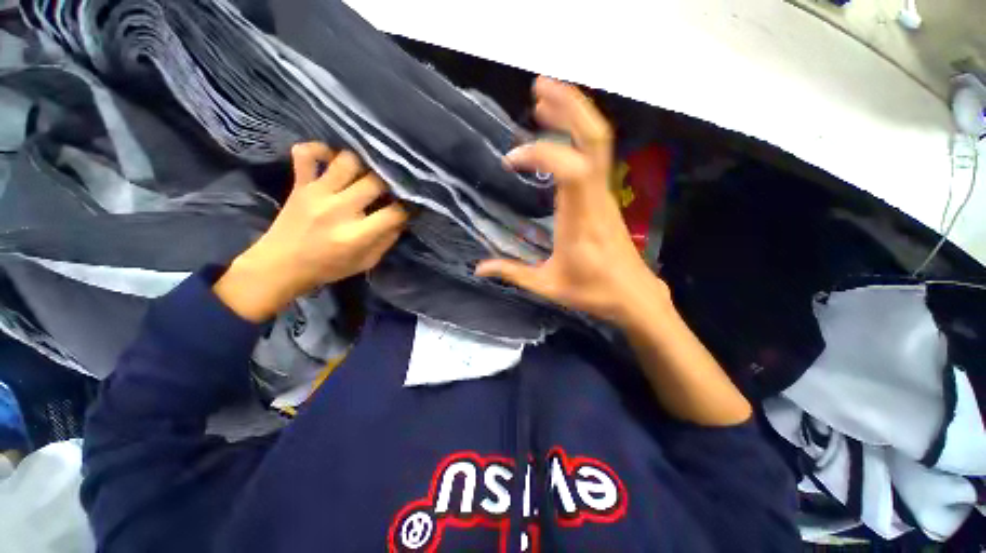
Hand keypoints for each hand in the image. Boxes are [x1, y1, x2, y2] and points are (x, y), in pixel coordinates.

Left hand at [215, 143, 407, 321]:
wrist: (279, 266)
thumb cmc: (322, 268)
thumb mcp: (360, 265)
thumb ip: (384, 242)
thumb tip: (401, 218)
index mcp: (354, 236)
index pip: (394, 212)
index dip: (405, 208)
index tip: (404, 206)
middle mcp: (338, 210)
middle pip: (375, 181)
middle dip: (387, 183)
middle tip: (385, 186)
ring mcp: (317, 193)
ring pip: (348, 160)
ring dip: (359, 163)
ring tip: (359, 171)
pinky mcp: (300, 184)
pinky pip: (307, 155)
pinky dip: (317, 148)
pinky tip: (327, 154)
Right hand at [476, 78, 669, 325]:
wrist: (635, 293)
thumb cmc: (595, 290)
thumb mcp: (550, 286)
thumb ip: (514, 273)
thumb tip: (479, 267)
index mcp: (582, 214)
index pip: (568, 168)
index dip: (539, 154)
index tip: (510, 161)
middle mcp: (596, 192)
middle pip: (593, 137)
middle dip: (569, 106)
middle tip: (539, 86)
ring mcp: (604, 187)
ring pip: (598, 138)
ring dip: (574, 110)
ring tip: (546, 90)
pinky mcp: (605, 188)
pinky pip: (596, 148)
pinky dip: (578, 127)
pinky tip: (560, 119)